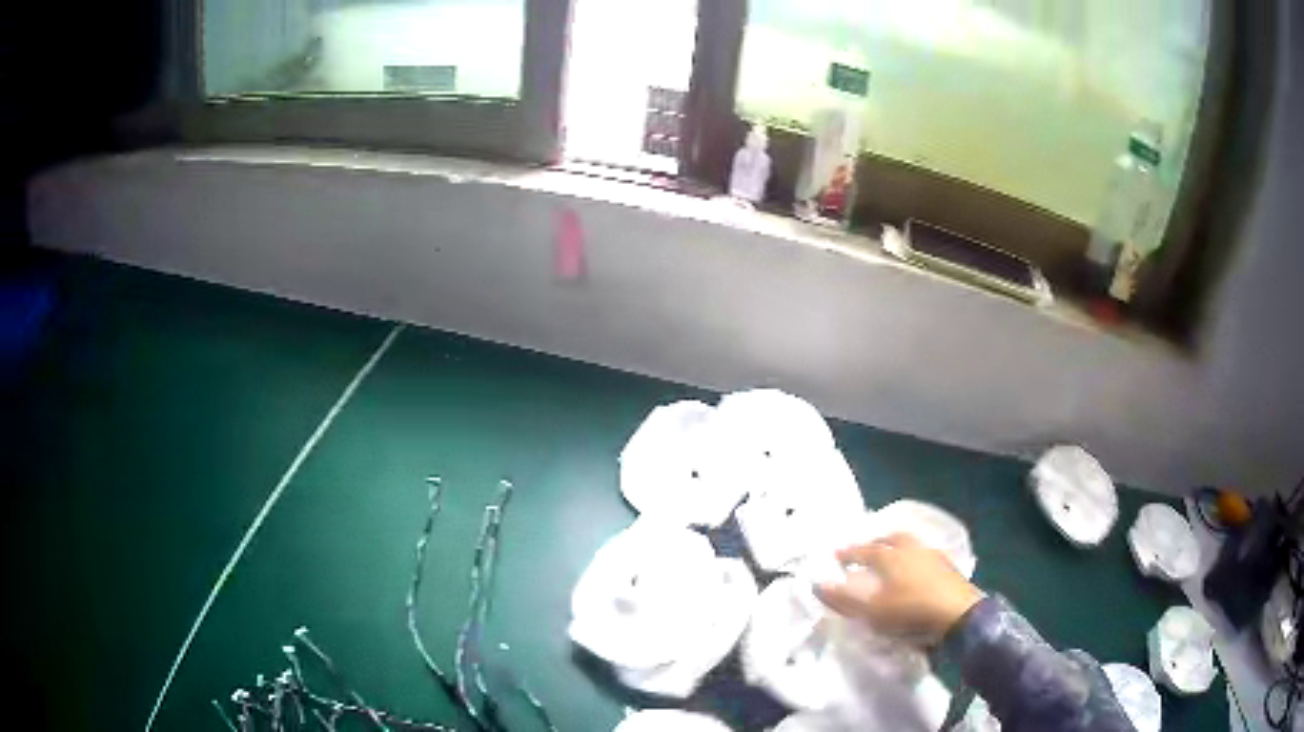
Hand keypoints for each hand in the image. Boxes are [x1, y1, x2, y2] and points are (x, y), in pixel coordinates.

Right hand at [815, 532, 983, 644]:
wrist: (958, 615)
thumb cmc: (910, 611)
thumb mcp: (871, 611)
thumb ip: (843, 597)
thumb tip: (816, 583)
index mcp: (890, 555)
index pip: (863, 550)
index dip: (847, 553)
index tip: (835, 556)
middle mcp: (911, 548)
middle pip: (889, 539)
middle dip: (874, 543)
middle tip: (865, 551)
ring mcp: (932, 555)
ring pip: (909, 544)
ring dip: (896, 548)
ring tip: (890, 559)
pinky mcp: (948, 567)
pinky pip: (924, 555)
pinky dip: (914, 559)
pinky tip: (915, 571)